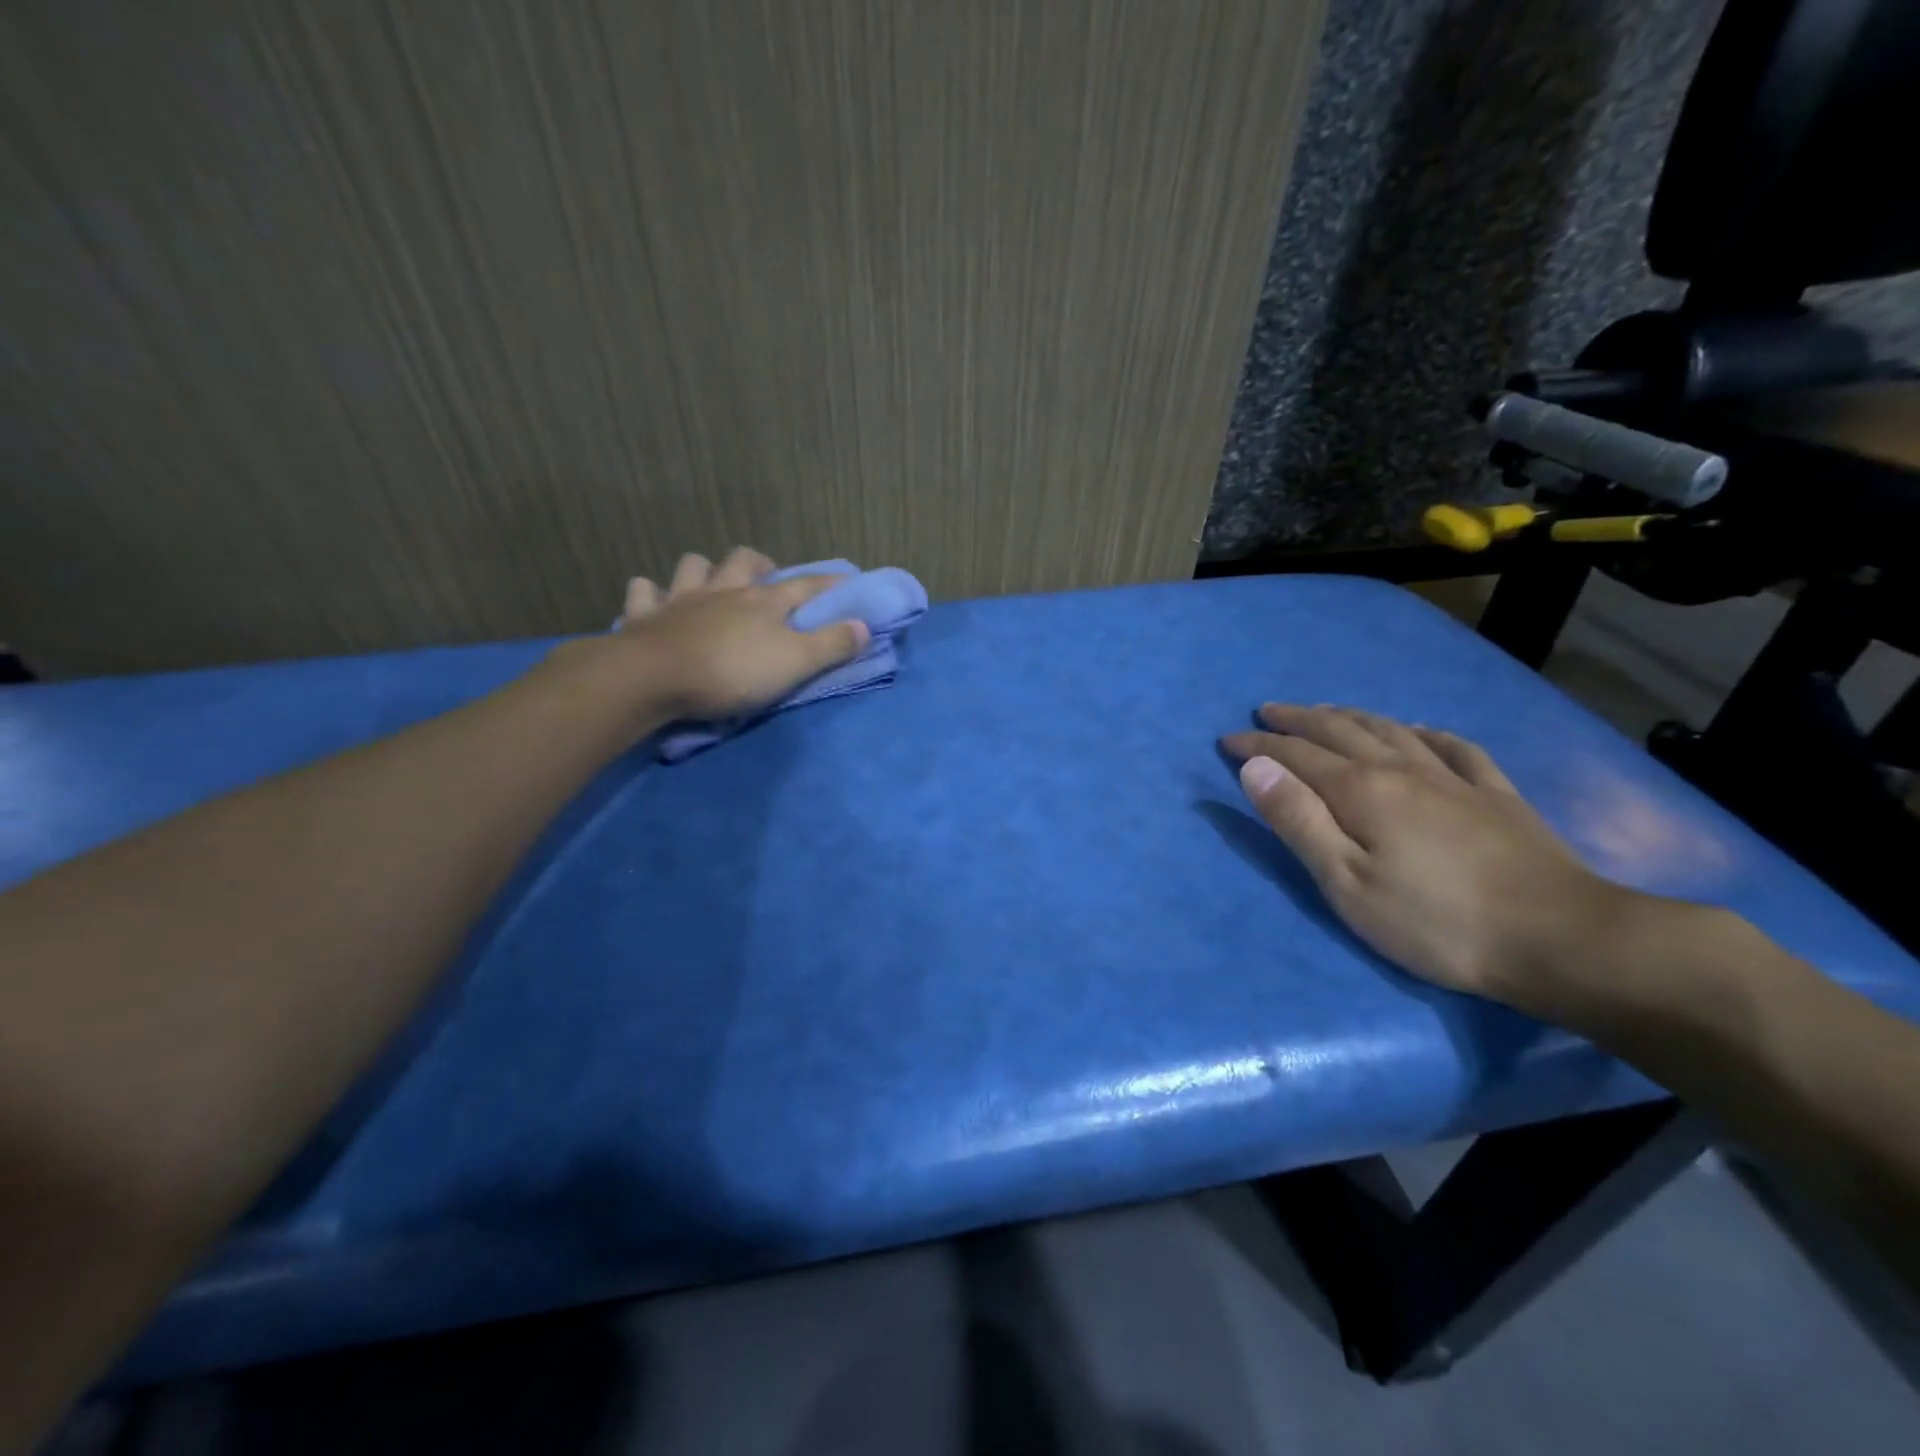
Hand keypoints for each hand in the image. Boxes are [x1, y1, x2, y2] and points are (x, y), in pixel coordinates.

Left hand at [552, 547, 869, 729]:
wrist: (654, 678)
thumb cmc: (732, 672)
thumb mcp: (795, 664)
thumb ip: (832, 645)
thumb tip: (864, 625)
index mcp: (764, 602)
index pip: (806, 587)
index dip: (829, 584)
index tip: (847, 579)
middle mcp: (724, 591)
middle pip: (745, 562)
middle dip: (761, 564)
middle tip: (768, 577)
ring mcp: (681, 599)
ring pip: (693, 567)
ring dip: (704, 570)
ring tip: (712, 582)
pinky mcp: (644, 616)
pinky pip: (643, 593)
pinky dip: (650, 593)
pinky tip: (653, 598)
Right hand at [1222, 704, 1645, 1014]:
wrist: (1561, 939)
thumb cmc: (1435, 922)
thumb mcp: (1346, 883)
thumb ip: (1298, 821)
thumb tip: (1255, 767)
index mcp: (1361, 790)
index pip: (1296, 755)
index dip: (1258, 746)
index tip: (1228, 741)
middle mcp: (1403, 770)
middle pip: (1341, 731)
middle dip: (1298, 720)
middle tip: (1268, 712)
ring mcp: (1454, 779)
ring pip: (1391, 730)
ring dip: (1351, 716)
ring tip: (1327, 711)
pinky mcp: (1496, 796)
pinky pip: (1454, 748)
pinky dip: (1426, 733)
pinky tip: (1420, 731)